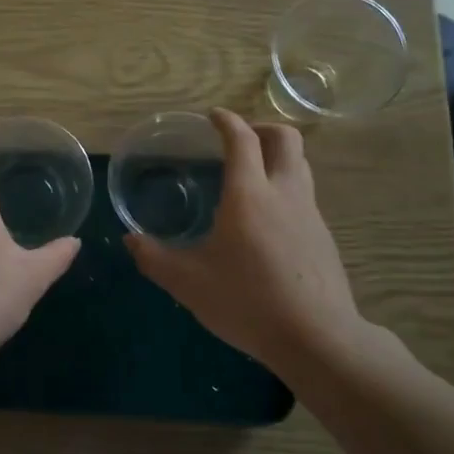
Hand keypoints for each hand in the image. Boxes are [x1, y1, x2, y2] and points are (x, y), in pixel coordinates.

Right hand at [126, 109, 366, 370]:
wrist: (316, 337)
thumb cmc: (246, 301)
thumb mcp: (188, 282)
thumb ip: (154, 258)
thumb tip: (129, 240)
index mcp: (249, 194)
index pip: (242, 140)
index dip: (227, 121)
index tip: (213, 116)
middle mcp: (284, 193)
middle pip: (286, 139)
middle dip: (263, 128)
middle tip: (240, 139)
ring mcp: (310, 215)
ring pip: (301, 166)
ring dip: (278, 157)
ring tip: (253, 176)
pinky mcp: (323, 238)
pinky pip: (305, 197)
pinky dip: (286, 189)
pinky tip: (268, 222)